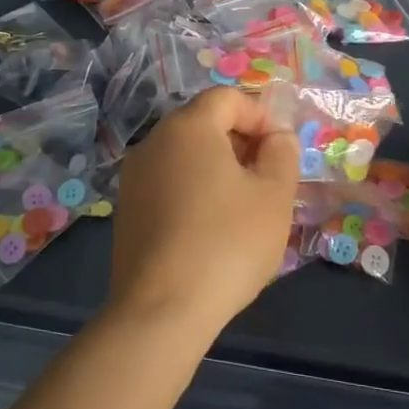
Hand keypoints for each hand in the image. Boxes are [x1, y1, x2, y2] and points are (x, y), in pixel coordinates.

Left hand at [110, 88, 298, 333]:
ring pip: (185, 156)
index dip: (261, 116)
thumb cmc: (227, 243)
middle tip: (267, 179)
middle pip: (203, 124)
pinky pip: (168, 184)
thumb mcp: (274, 195)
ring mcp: (133, 178)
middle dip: (240, 142)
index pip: (227, 98)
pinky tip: (211, 230)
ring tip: (243, 207)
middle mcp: (153, 142)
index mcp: (188, 127)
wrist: (162, 310)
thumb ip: (282, 154)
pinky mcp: (126, 211)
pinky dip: (194, 191)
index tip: (281, 152)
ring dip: (218, 168)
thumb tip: (276, 138)